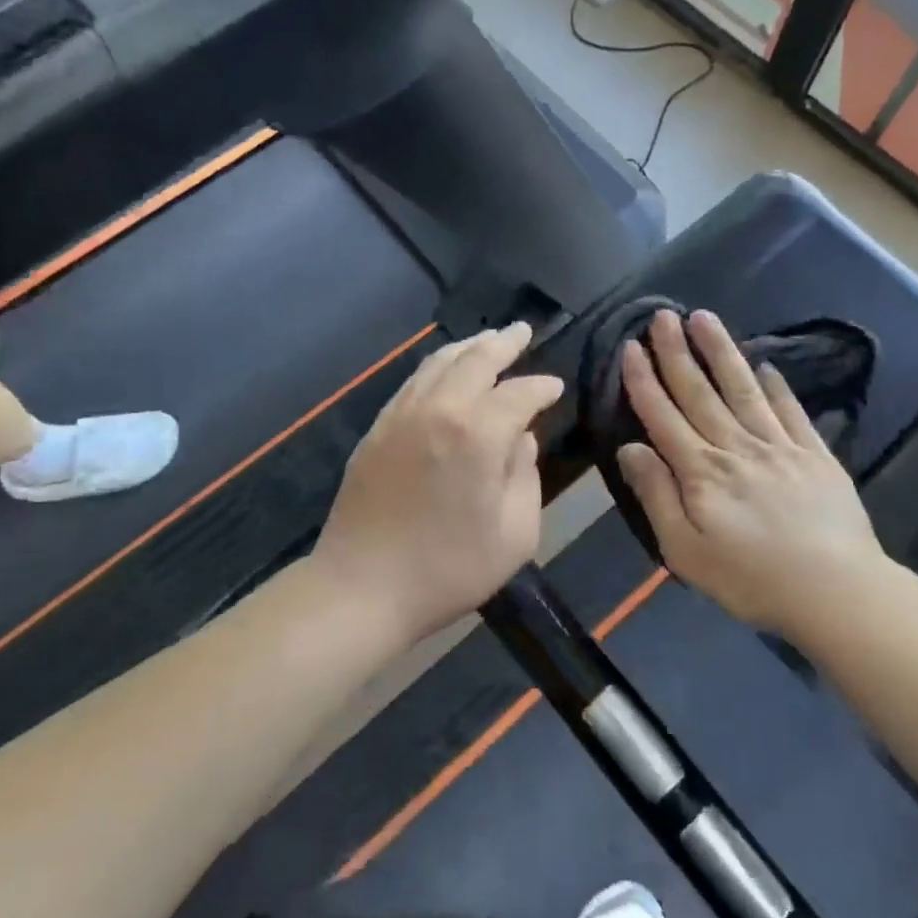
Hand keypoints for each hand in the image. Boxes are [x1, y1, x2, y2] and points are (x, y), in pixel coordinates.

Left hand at [314, 323, 563, 646]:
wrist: (363, 586)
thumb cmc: (448, 569)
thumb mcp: (515, 534)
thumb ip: (526, 476)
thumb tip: (521, 439)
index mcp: (478, 434)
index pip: (519, 393)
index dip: (542, 387)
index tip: (555, 387)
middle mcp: (439, 409)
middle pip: (476, 359)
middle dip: (504, 343)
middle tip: (522, 331)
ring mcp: (402, 414)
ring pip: (439, 362)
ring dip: (468, 346)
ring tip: (488, 339)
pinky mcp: (378, 427)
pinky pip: (413, 381)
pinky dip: (437, 365)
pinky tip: (445, 369)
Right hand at [615, 309, 885, 632]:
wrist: (838, 593)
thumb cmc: (752, 579)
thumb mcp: (685, 551)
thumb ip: (656, 496)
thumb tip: (630, 448)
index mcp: (701, 472)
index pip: (663, 416)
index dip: (644, 380)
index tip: (630, 346)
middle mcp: (736, 447)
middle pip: (699, 392)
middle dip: (676, 352)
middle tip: (662, 315)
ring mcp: (779, 446)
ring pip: (742, 389)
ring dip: (721, 352)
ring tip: (704, 317)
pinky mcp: (815, 454)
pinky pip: (791, 411)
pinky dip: (777, 386)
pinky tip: (766, 365)